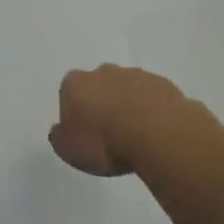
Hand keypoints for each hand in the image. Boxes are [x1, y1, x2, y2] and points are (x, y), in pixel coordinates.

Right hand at [49, 64, 198, 176]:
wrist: (157, 135)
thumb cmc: (104, 142)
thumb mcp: (69, 150)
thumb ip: (60, 138)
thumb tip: (60, 131)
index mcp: (75, 83)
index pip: (69, 93)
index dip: (76, 114)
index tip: (85, 135)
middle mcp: (103, 72)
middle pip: (99, 86)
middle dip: (104, 104)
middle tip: (111, 134)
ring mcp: (136, 75)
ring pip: (128, 89)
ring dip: (130, 107)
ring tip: (138, 137)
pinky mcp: (164, 85)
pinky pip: (155, 98)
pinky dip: (154, 111)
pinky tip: (158, 133)